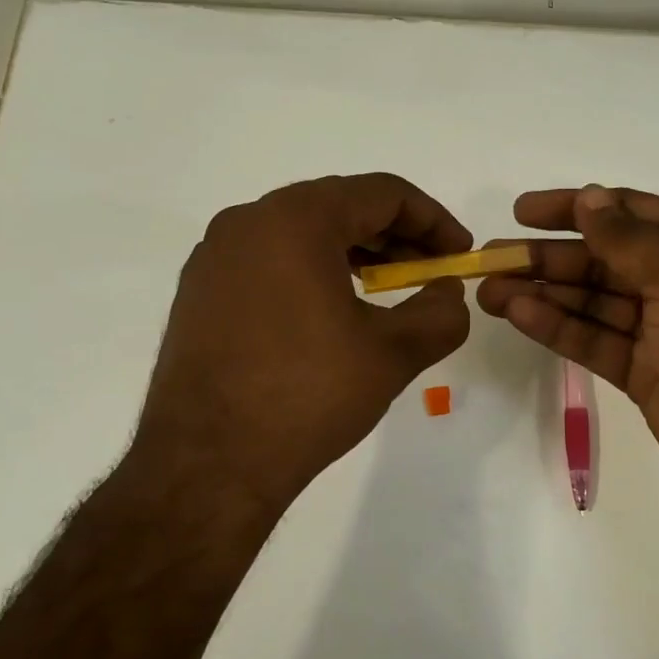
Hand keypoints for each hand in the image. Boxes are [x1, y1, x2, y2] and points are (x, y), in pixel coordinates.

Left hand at [120, 173, 472, 537]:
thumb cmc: (308, 395)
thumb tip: (447, 292)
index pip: (382, 193)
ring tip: (386, 291)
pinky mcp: (199, 292)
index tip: (459, 254)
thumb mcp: (393, 353)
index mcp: (295, 219)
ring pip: (301, 234)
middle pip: (339, 206)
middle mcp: (248, 222)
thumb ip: (440, 312)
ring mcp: (215, 257)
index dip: (433, 219)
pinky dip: (311, 272)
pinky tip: (331, 314)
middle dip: (395, 236)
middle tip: (429, 273)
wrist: (208, 465)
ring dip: (353, 253)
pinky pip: (268, 261)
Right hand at [477, 185, 658, 521]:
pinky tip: (519, 315)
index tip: (523, 211)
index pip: (628, 213)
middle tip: (492, 257)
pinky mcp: (644, 372)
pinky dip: (558, 327)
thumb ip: (630, 239)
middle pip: (602, 259)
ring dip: (543, 292)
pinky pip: (594, 340)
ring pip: (592, 301)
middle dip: (548, 256)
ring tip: (489, 290)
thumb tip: (588, 198)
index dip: (575, 207)